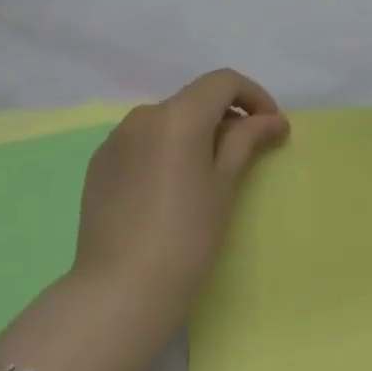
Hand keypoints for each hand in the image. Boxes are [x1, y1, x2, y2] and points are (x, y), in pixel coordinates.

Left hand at [73, 69, 289, 325]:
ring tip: (206, 175)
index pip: (223, 81)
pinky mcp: (99, 164)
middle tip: (246, 155)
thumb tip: (272, 119)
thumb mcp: (224, 185)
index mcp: (177, 115)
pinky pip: (141, 142)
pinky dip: (165, 150)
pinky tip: (169, 189)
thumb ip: (246, 140)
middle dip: (225, 117)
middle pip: (194, 99)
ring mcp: (115, 139)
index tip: (271, 128)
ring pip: (166, 121)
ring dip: (194, 134)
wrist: (121, 289)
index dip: (254, 96)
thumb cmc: (186, 237)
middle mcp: (143, 115)